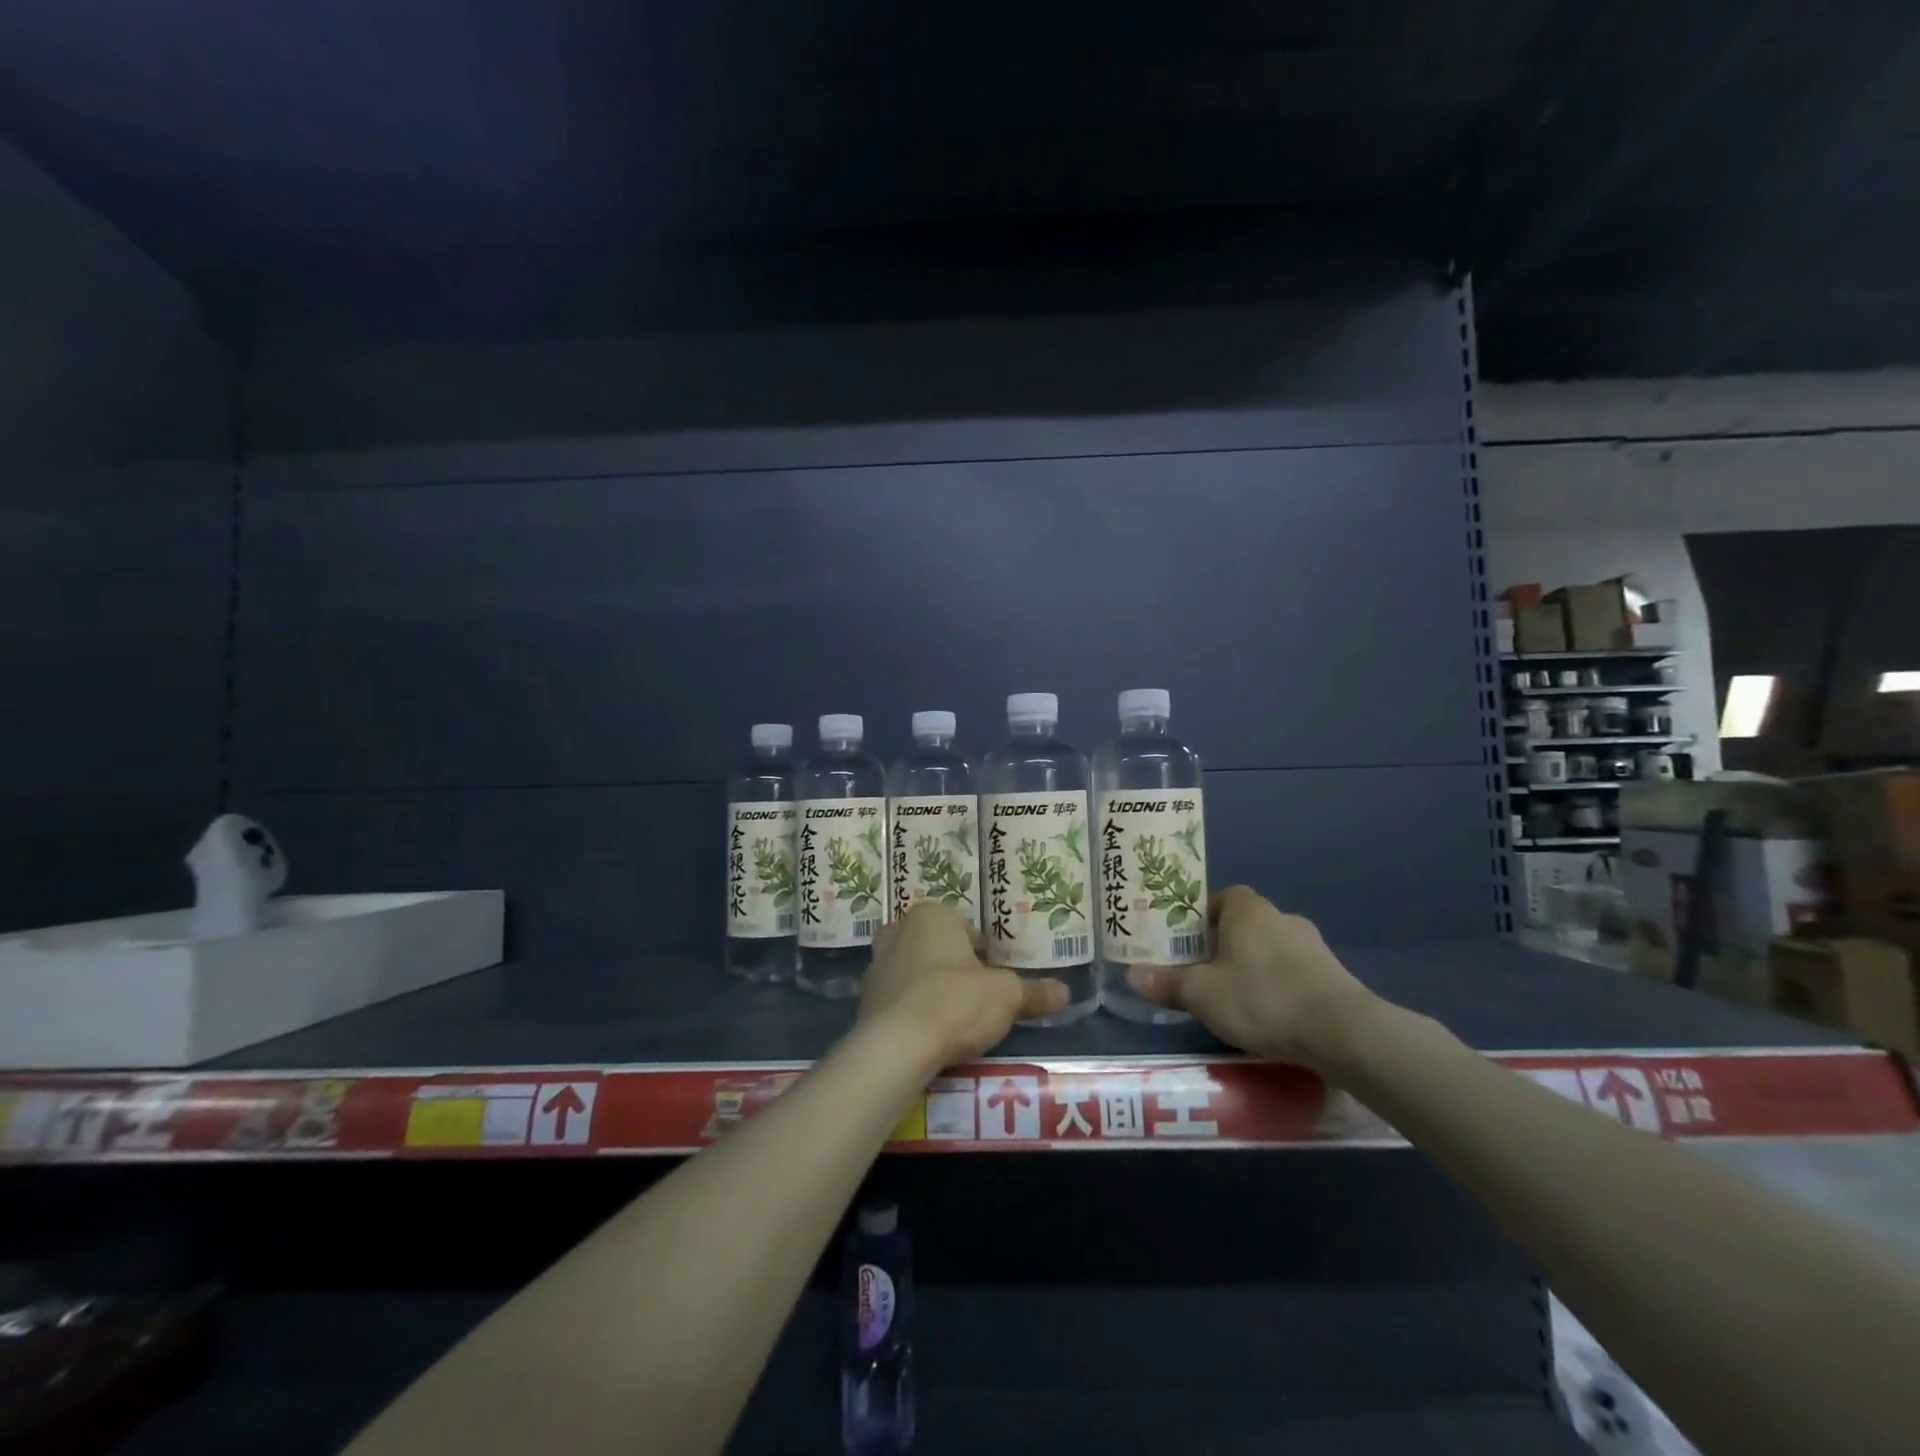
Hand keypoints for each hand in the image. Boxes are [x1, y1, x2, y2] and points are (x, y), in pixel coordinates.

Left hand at [858, 903, 1067, 1067]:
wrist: (896, 1047)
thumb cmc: (955, 1002)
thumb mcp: (1006, 996)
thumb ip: (1034, 992)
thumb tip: (1065, 993)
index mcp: (932, 915)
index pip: (967, 929)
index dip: (985, 955)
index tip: (996, 981)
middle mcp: (899, 930)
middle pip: (938, 947)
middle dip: (955, 968)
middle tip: (977, 998)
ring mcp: (877, 964)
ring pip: (915, 971)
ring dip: (932, 988)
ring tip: (955, 1021)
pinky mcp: (864, 999)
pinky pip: (898, 999)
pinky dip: (913, 1011)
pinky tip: (930, 1035)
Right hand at [1124, 886, 1375, 1070]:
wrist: (1342, 1032)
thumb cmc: (1262, 998)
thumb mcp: (1203, 994)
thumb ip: (1167, 982)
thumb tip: (1131, 974)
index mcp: (1247, 909)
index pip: (1219, 898)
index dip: (1199, 917)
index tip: (1185, 943)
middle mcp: (1280, 916)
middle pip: (1242, 924)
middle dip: (1223, 945)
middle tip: (1203, 973)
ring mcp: (1312, 945)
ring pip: (1269, 949)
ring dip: (1252, 966)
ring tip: (1235, 999)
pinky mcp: (1332, 975)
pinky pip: (1293, 972)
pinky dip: (1278, 986)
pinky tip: (1269, 1015)